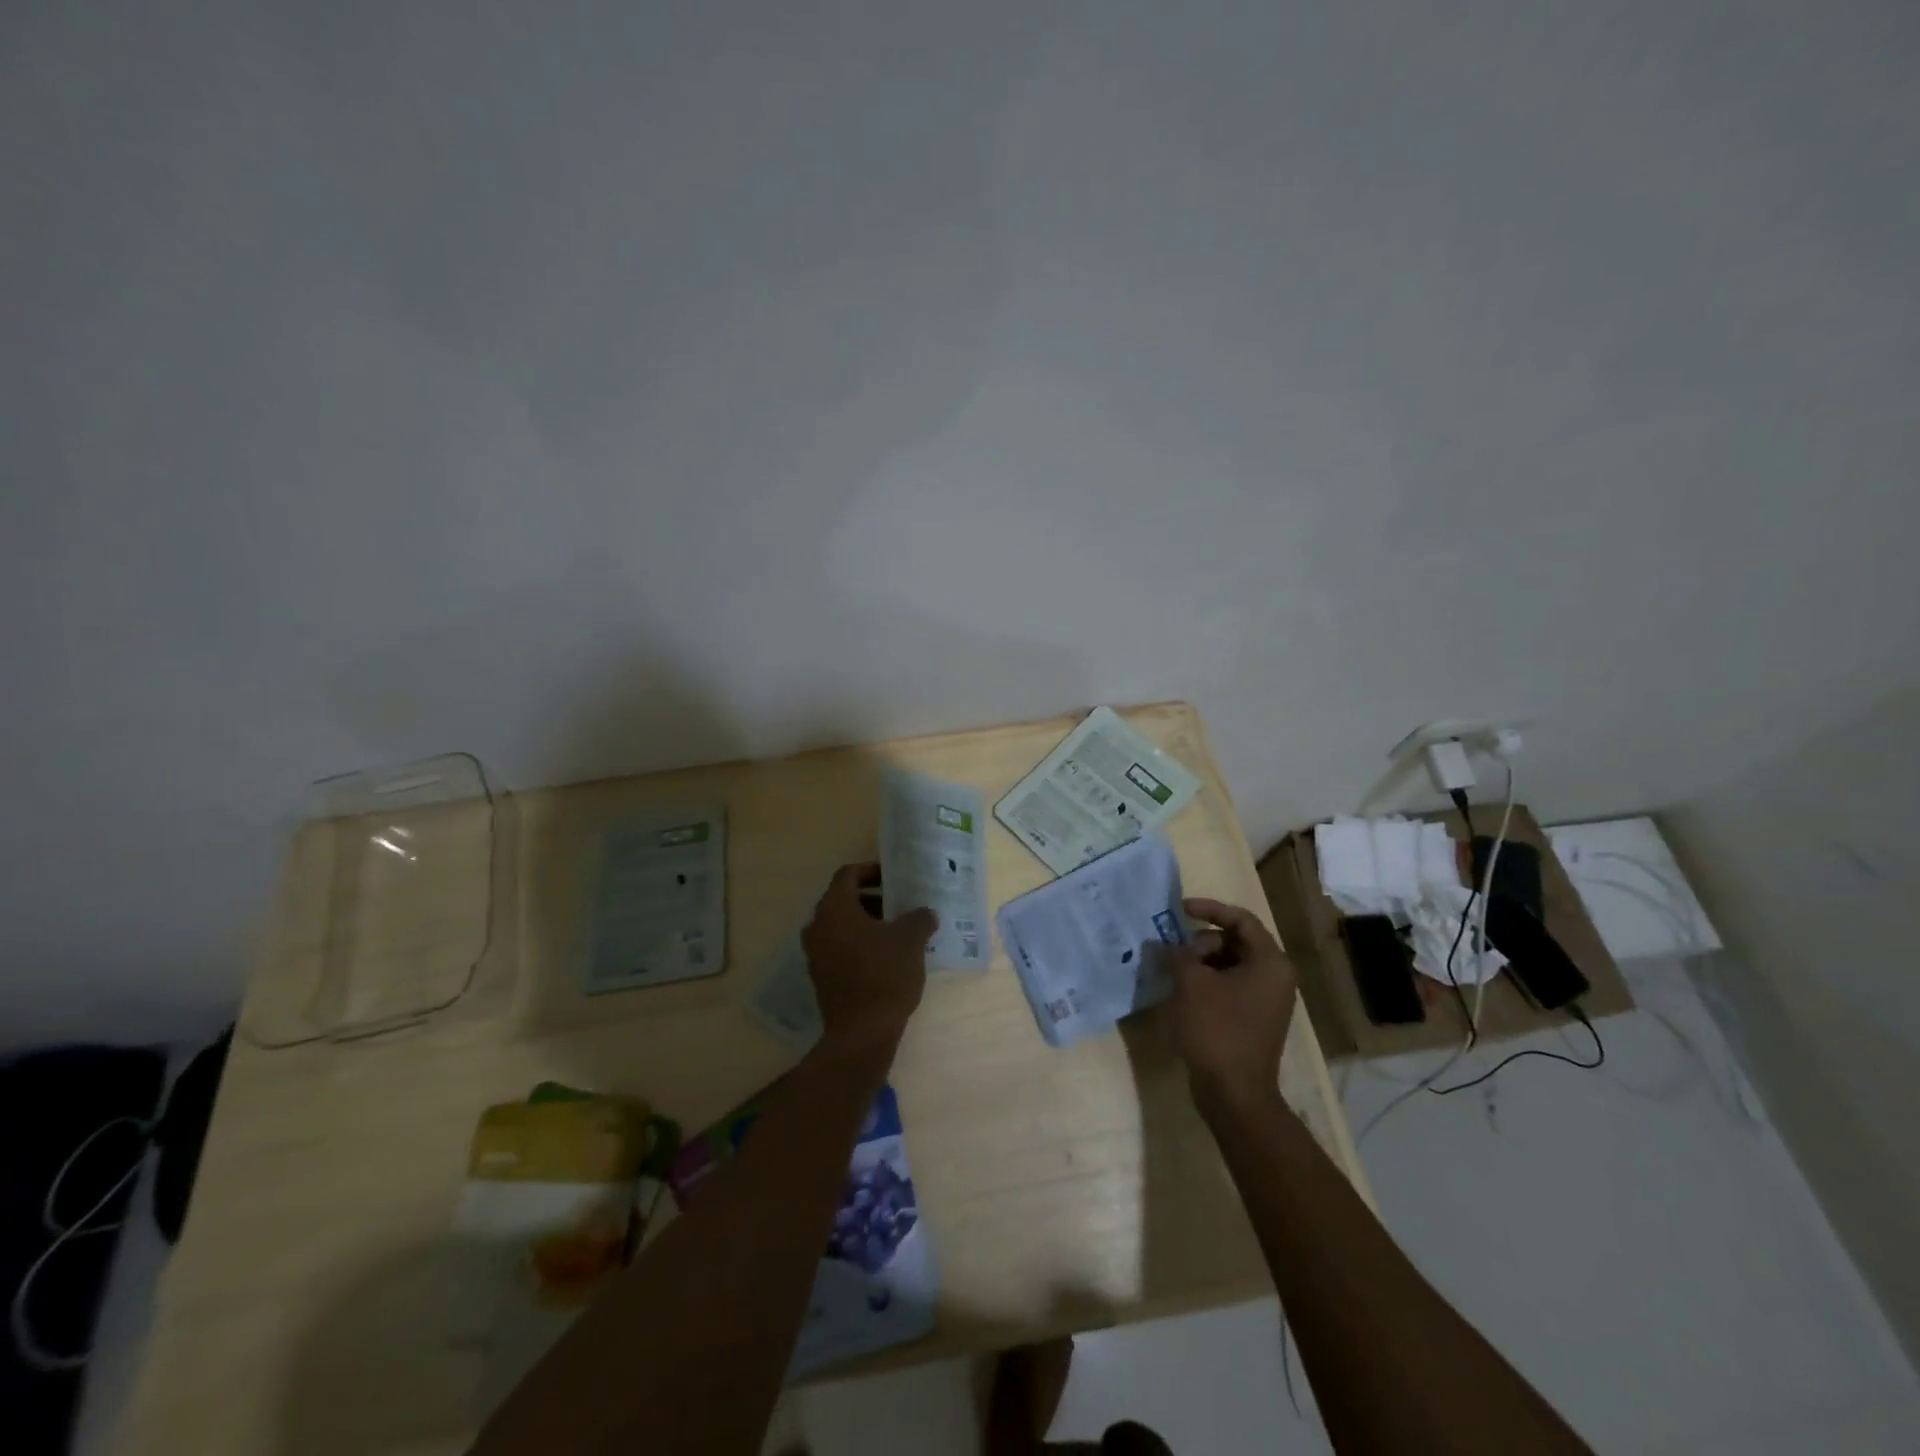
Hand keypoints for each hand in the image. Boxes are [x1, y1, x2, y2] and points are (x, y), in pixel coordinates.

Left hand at [801, 863, 937, 1060]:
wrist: (861, 1033)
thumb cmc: (884, 975)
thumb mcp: (911, 940)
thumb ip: (919, 918)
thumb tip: (925, 913)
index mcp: (835, 908)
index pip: (848, 874)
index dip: (872, 870)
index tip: (895, 878)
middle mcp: (818, 926)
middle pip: (844, 900)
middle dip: (873, 899)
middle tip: (900, 905)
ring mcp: (816, 953)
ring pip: (842, 926)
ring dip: (867, 923)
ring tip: (898, 932)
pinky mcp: (821, 977)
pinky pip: (840, 948)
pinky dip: (860, 944)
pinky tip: (886, 957)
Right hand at [1167, 897, 1297, 1111]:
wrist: (1234, 1094)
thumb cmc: (1217, 1030)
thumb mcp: (1192, 984)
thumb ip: (1177, 954)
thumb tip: (1164, 945)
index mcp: (1270, 963)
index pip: (1241, 919)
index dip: (1209, 909)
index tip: (1179, 910)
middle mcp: (1274, 977)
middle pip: (1235, 941)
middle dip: (1201, 942)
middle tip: (1175, 954)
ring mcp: (1266, 1000)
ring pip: (1229, 964)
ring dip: (1201, 962)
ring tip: (1174, 972)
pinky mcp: (1253, 1018)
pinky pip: (1229, 985)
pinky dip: (1207, 981)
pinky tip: (1183, 991)